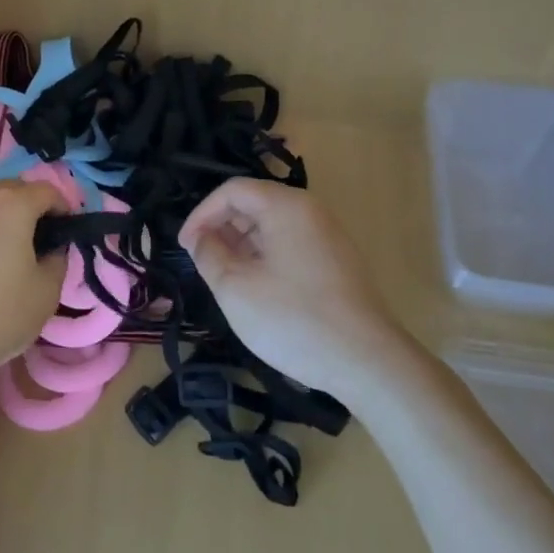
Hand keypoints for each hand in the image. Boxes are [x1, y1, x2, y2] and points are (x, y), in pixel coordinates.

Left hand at [0, 180, 69, 384]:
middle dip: (30, 206)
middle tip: (38, 238)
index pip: (48, 191)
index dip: (64, 208)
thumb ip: (58, 260)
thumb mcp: (47, 292)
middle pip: (12, 189)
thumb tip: (52, 248)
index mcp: (12, 205)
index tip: (67, 231)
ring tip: (1, 247)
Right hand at [177, 178, 399, 398]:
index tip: (186, 247)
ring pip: (272, 226)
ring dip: (242, 245)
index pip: (232, 190)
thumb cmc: (294, 319)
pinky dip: (265, 257)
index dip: (202, 214)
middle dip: (221, 228)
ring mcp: (327, 235)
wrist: (367, 362)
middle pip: (254, 203)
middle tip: (202, 263)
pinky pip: (290, 244)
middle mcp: (310, 210)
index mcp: (285, 206)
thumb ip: (209, 255)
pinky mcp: (336, 261)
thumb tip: (201, 240)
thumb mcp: (236, 289)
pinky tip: (257, 289)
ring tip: (225, 279)